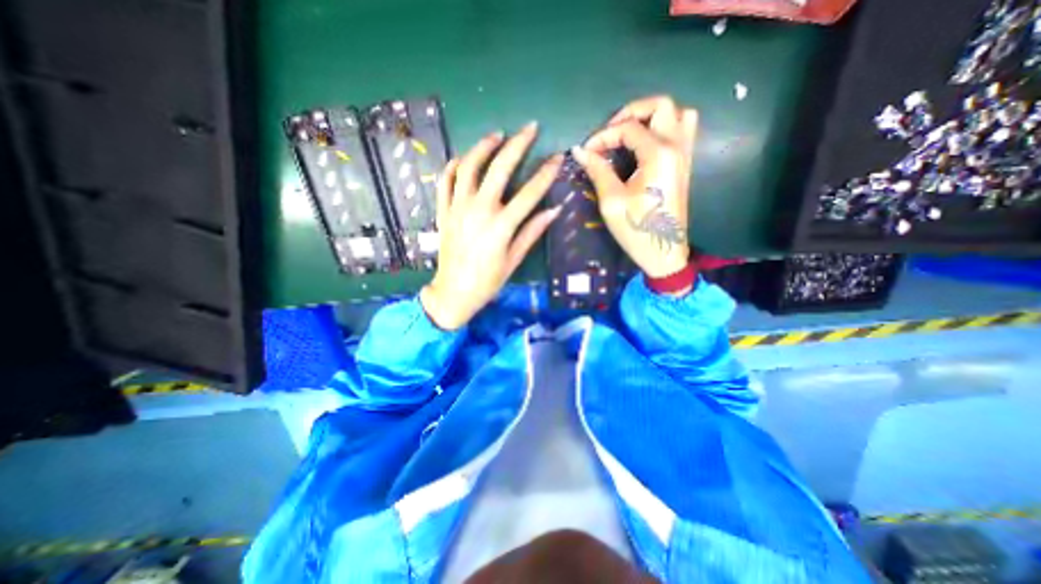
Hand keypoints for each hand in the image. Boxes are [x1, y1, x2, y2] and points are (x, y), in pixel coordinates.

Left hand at [418, 121, 560, 332]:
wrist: (453, 292)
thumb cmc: (487, 281)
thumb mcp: (513, 260)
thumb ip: (532, 232)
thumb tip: (554, 210)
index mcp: (501, 226)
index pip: (530, 193)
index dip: (546, 173)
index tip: (558, 158)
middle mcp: (479, 211)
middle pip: (499, 169)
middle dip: (518, 145)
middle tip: (530, 128)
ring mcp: (457, 208)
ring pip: (469, 167)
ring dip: (483, 147)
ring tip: (497, 135)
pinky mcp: (443, 212)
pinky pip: (445, 181)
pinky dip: (454, 166)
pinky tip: (464, 158)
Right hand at [573, 95, 693, 276]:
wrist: (664, 252)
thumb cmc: (637, 229)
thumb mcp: (612, 201)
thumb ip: (598, 171)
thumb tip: (580, 151)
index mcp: (658, 155)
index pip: (628, 128)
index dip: (603, 135)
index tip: (586, 151)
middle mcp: (676, 147)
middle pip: (661, 105)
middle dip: (631, 112)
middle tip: (610, 132)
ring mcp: (685, 155)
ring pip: (678, 114)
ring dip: (652, 116)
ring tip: (630, 133)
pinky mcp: (684, 165)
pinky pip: (684, 131)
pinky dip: (665, 127)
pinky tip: (646, 145)